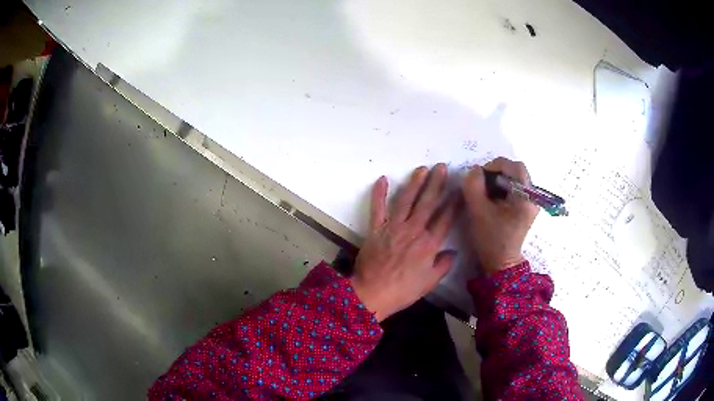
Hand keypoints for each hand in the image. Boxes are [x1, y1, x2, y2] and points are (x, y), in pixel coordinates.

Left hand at [350, 164, 459, 321]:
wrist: (373, 293)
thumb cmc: (403, 290)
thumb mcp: (430, 282)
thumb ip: (443, 265)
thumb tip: (452, 252)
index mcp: (429, 243)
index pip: (445, 218)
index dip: (453, 202)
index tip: (459, 189)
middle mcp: (413, 230)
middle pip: (427, 203)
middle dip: (436, 183)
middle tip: (441, 167)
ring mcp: (393, 227)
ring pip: (406, 200)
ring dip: (415, 183)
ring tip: (422, 169)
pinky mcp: (376, 229)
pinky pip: (377, 208)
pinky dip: (379, 193)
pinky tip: (383, 179)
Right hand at [463, 157, 538, 274]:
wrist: (501, 262)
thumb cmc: (491, 239)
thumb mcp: (478, 211)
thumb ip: (473, 186)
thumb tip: (475, 170)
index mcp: (526, 197)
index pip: (514, 167)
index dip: (494, 166)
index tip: (480, 177)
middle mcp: (533, 196)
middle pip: (516, 171)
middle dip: (497, 173)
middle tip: (482, 184)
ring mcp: (532, 201)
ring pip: (515, 178)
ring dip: (499, 180)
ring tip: (486, 193)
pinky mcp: (527, 206)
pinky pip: (516, 187)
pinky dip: (503, 187)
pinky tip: (494, 200)